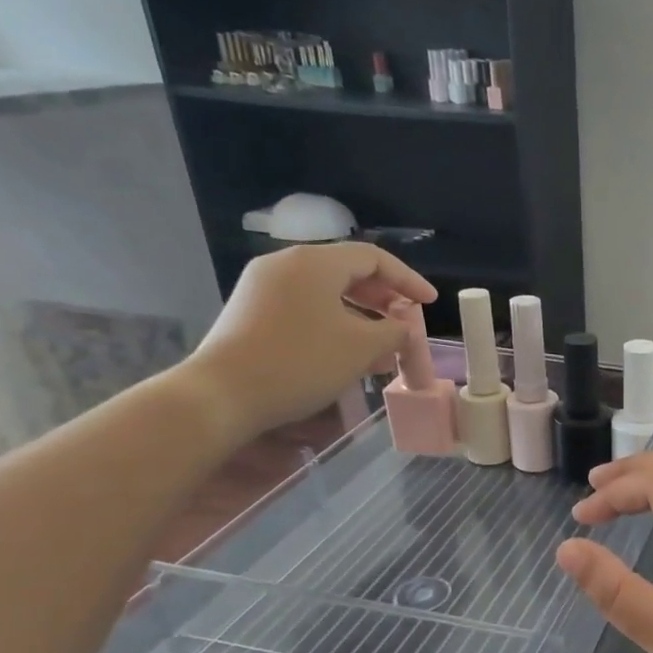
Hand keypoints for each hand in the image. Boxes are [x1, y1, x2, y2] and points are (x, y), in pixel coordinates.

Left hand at [175, 243, 434, 442]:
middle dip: (384, 298)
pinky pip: (306, 308)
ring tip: (383, 347)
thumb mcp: (362, 347)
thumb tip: (403, 327)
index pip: (373, 258)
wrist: (223, 394)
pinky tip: (349, 353)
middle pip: (348, 272)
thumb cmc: (301, 362)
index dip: (407, 279)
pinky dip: (335, 324)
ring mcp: (264, 288)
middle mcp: (286, 265)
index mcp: (314, 263)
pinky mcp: (253, 312)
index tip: (429, 303)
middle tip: (406, 323)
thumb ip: (394, 331)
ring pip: (327, 293)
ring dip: (362, 316)